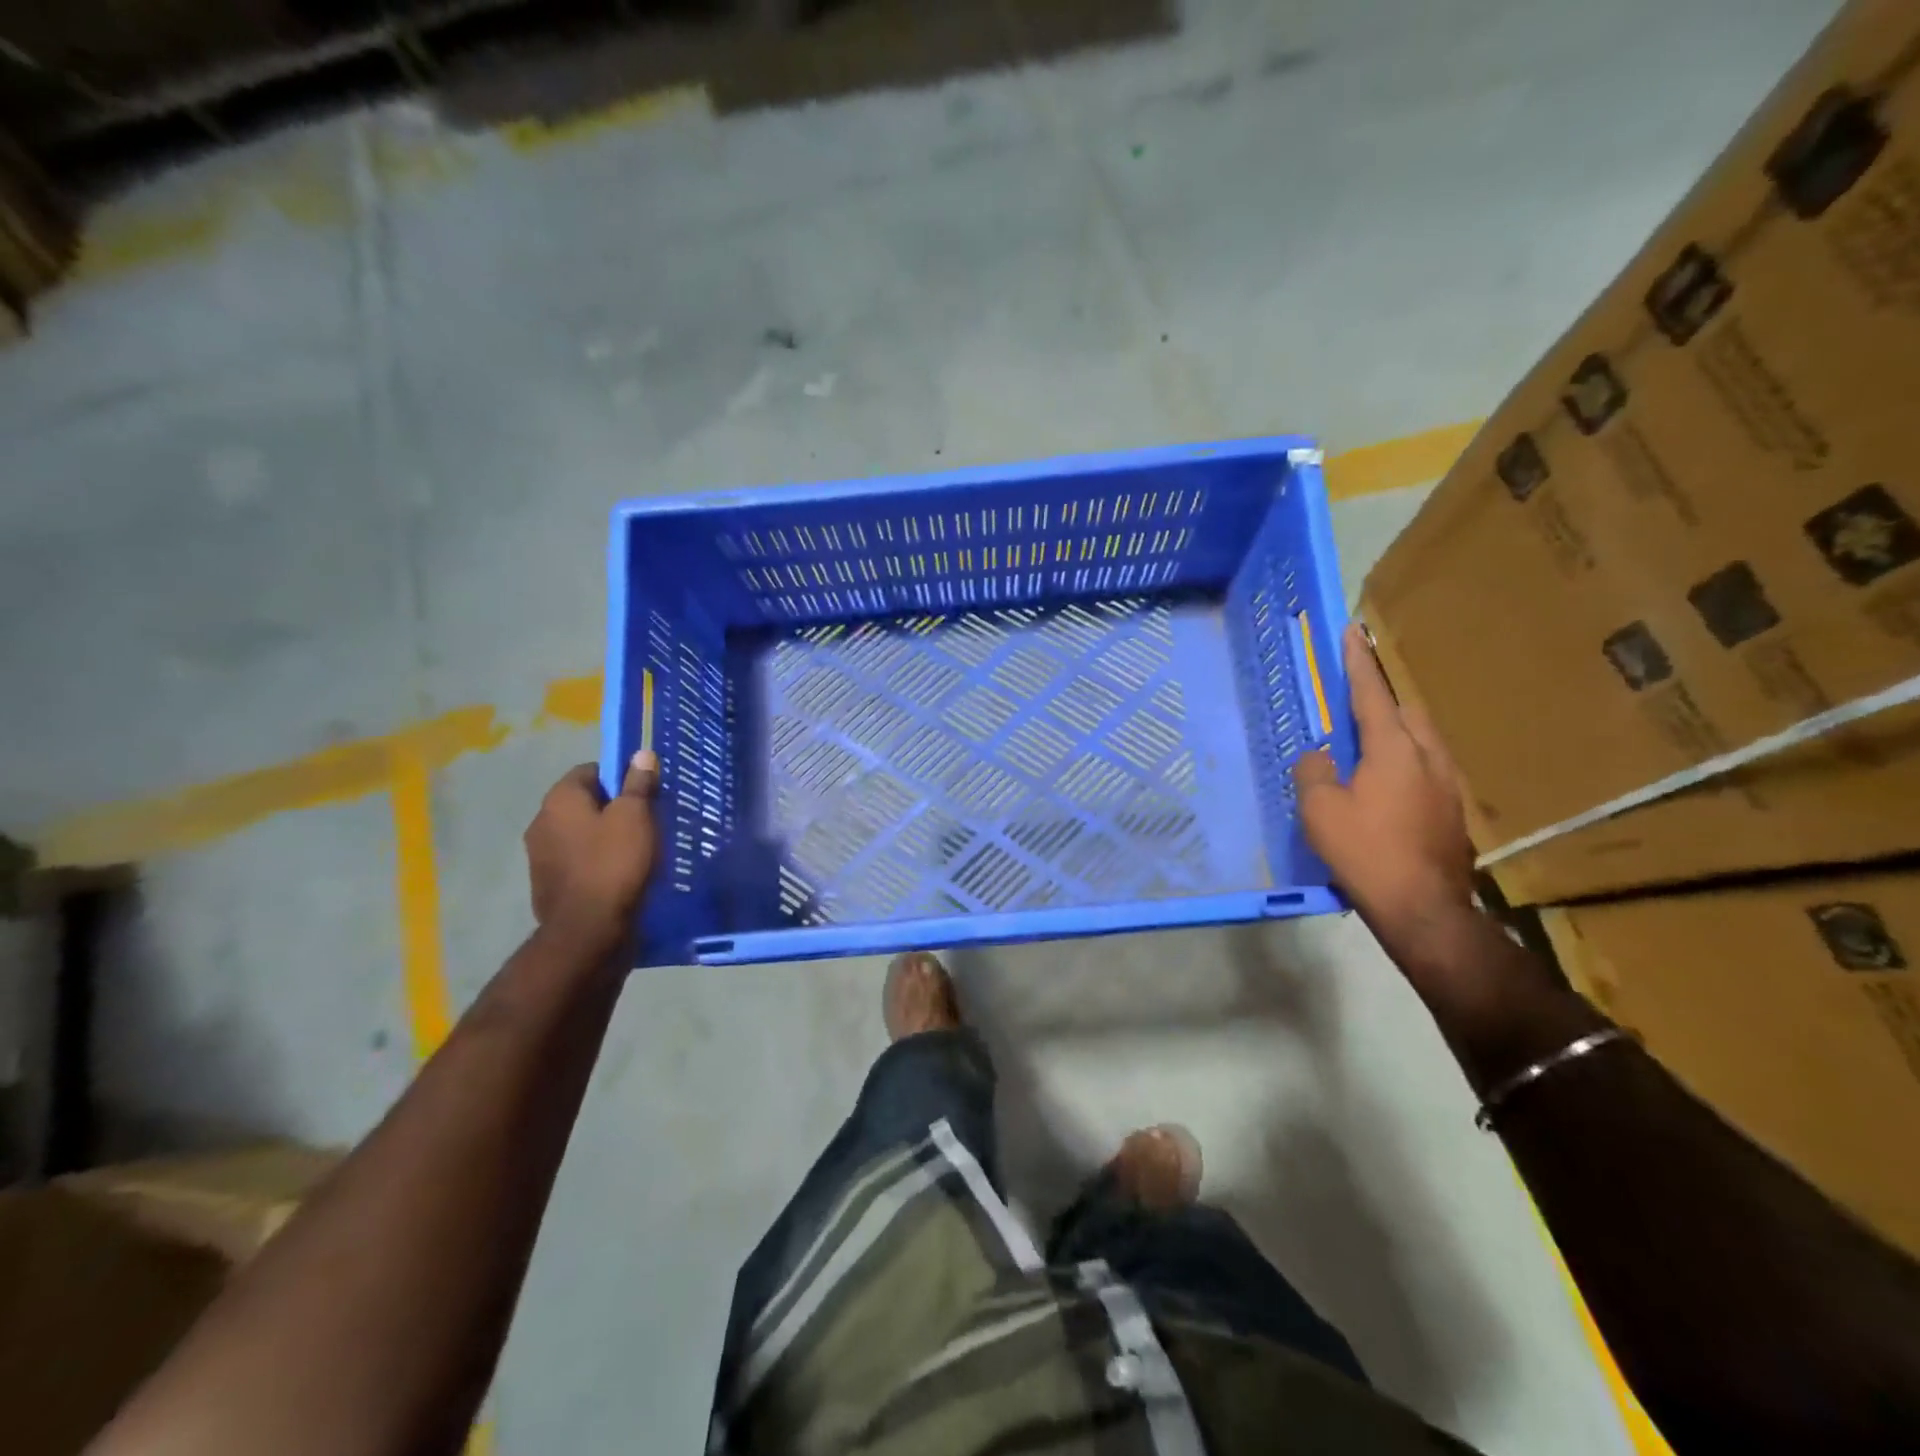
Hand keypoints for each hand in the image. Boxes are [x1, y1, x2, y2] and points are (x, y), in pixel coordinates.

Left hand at [524, 750, 660, 951]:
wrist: (588, 931)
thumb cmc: (614, 863)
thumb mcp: (636, 816)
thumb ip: (638, 784)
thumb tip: (641, 754)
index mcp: (559, 799)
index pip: (589, 770)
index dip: (619, 777)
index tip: (644, 793)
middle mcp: (541, 822)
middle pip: (583, 803)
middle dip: (613, 808)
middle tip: (646, 821)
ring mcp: (540, 857)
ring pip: (580, 834)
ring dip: (604, 837)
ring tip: (637, 851)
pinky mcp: (548, 885)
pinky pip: (577, 862)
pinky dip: (596, 863)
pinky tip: (620, 875)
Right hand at [1293, 626, 1475, 950]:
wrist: (1424, 908)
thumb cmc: (1365, 851)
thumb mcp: (1320, 811)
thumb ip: (1313, 772)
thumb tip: (1318, 756)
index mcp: (1394, 749)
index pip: (1372, 694)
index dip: (1359, 663)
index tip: (1353, 631)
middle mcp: (1428, 757)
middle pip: (1408, 712)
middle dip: (1383, 697)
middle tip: (1357, 697)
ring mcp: (1448, 786)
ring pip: (1422, 741)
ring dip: (1397, 730)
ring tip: (1370, 741)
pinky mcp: (1453, 812)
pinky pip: (1426, 768)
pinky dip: (1405, 761)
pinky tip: (1388, 784)